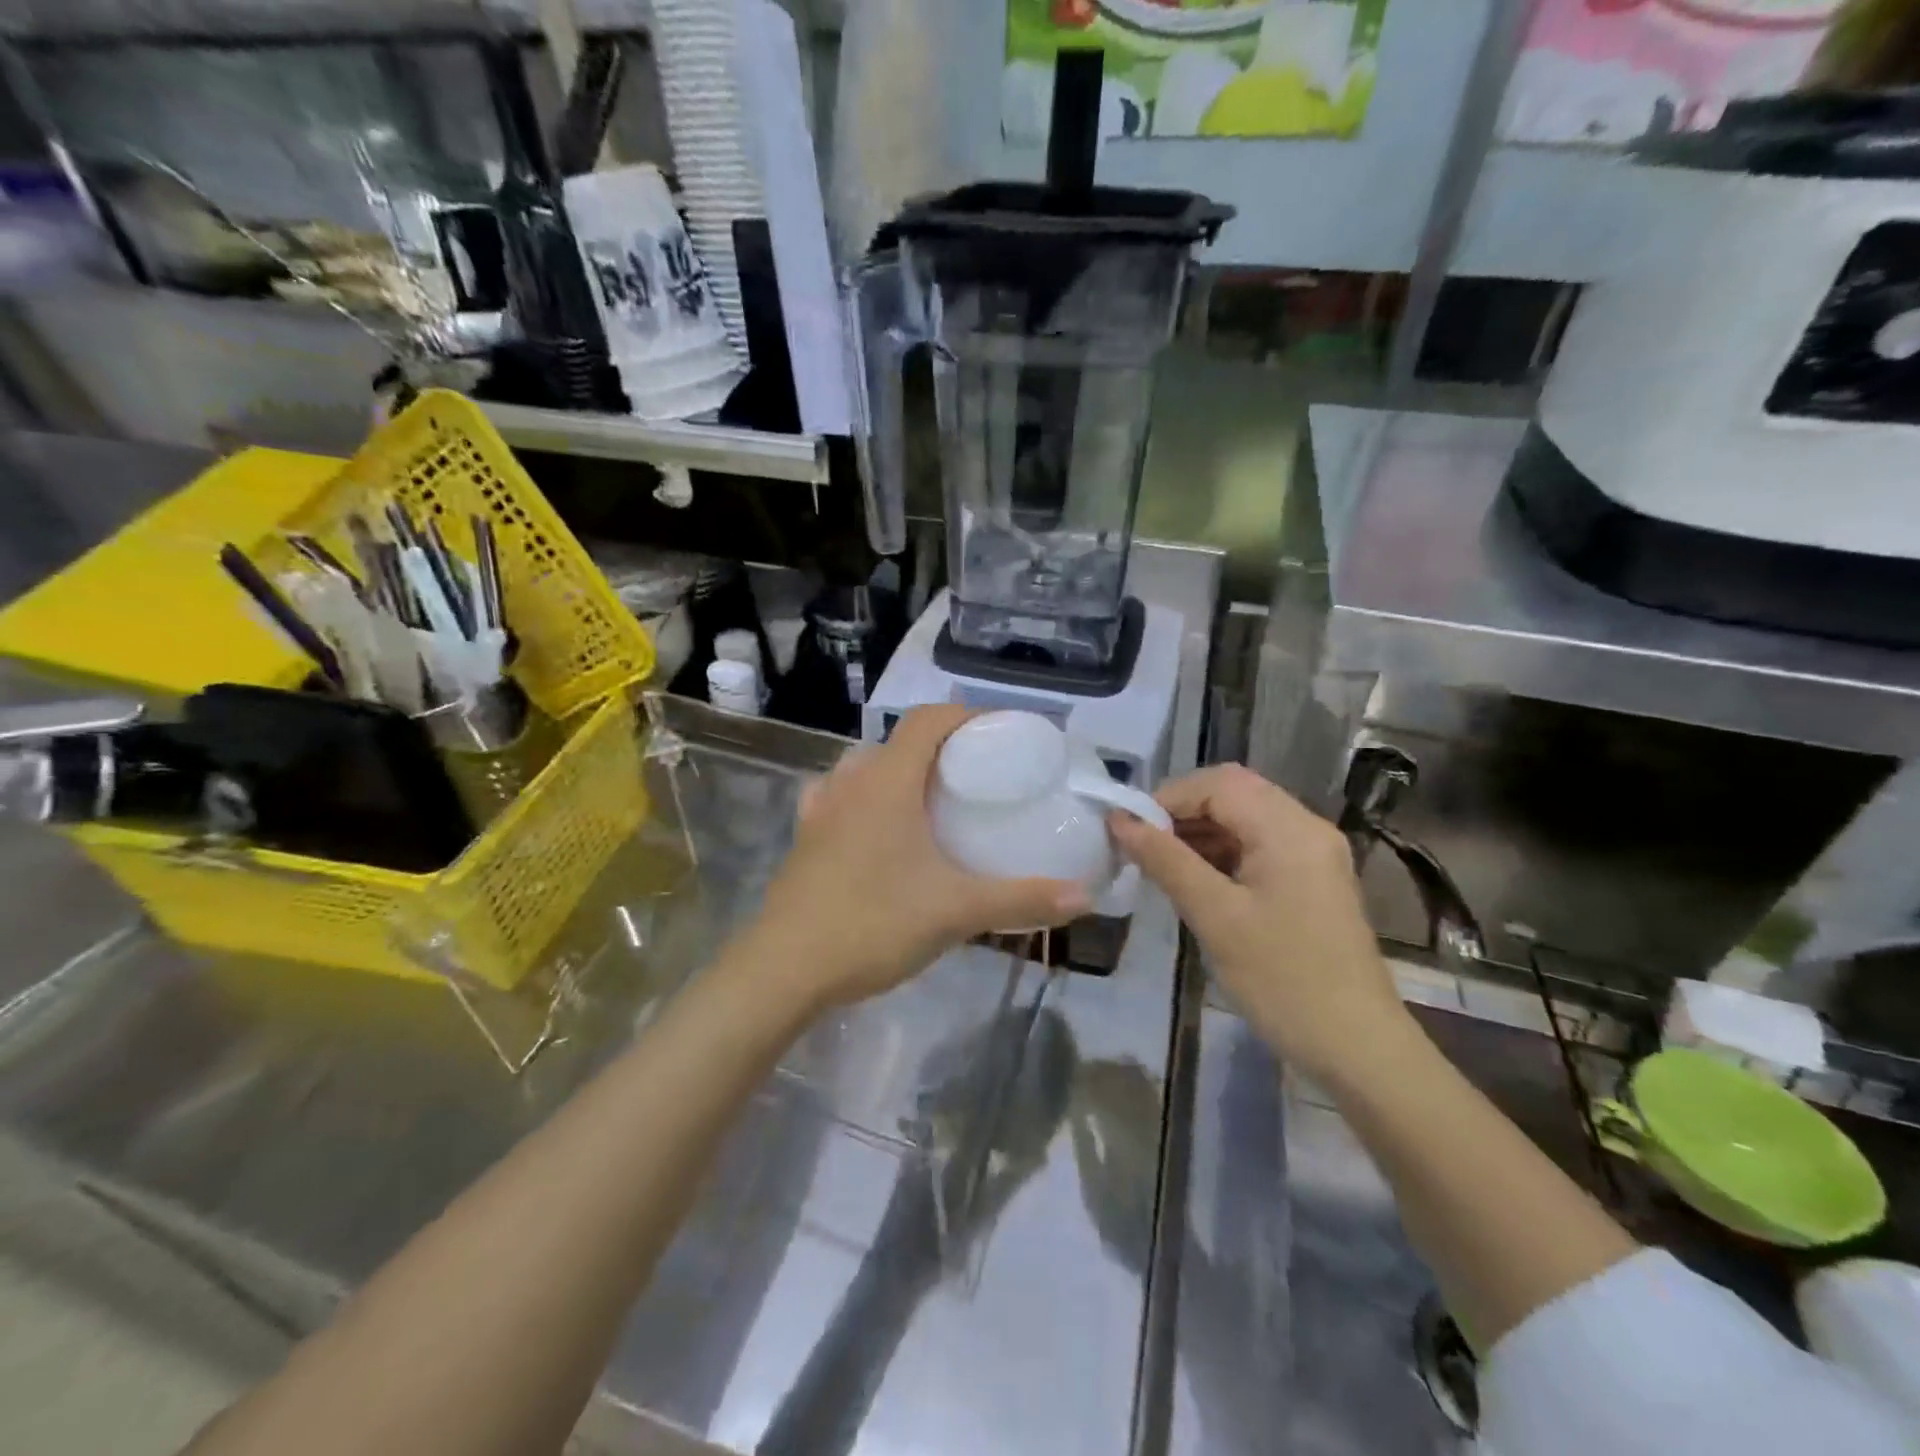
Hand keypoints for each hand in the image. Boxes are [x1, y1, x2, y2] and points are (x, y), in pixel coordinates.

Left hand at [741, 705, 1090, 1013]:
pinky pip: (838, 797)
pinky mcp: (805, 837)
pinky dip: (865, 797)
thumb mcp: (956, 911)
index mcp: (888, 782)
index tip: (1003, 733)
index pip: (927, 720)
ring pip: (866, 767)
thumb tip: (1083, 895)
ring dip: (900, 770)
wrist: (785, 970)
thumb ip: (1021, 899)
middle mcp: (851, 782)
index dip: (967, 715)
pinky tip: (877, 826)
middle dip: (941, 746)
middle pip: (899, 741)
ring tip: (932, 798)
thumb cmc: (873, 925)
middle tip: (978, 775)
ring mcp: (822, 809)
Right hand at [1108, 764, 1409, 1083]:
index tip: (1130, 831)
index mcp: (1289, 829)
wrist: (1358, 1048)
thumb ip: (1165, 861)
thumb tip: (1120, 821)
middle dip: (1182, 813)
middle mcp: (1307, 828)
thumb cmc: (1283, 980)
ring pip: (1245, 818)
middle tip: (1143, 847)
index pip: (1219, 783)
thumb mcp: (1215, 917)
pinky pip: (1259, 845)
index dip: (1168, 798)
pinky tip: (1196, 881)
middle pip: (1234, 793)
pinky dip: (1222, 852)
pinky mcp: (1312, 879)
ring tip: (1161, 865)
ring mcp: (1314, 854)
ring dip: (1200, 832)